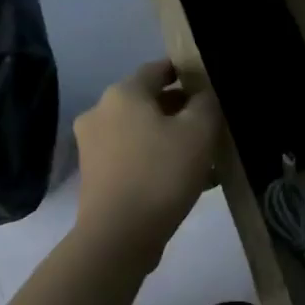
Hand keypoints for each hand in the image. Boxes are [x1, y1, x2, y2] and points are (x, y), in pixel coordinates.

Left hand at [73, 60, 222, 266]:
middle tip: (210, 124)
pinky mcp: (95, 175)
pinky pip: (132, 157)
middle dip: (179, 109)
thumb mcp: (199, 133)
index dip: (185, 72)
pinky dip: (156, 159)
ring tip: (201, 156)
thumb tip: (203, 93)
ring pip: (141, 132)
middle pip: (147, 102)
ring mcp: (93, 145)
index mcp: (123, 94)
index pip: (158, 69)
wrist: (119, 235)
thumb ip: (206, 104)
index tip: (208, 84)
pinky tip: (181, 179)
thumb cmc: (161, 175)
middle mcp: (100, 112)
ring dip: (169, 138)